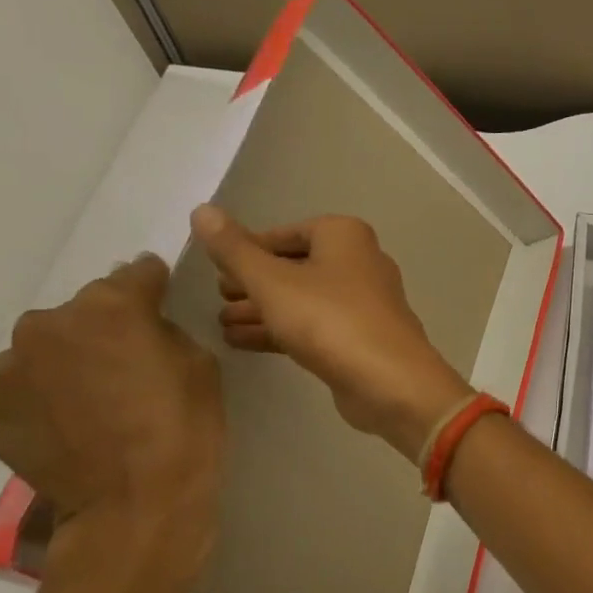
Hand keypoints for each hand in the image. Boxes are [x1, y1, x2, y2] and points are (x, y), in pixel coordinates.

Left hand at [0, 257, 224, 592]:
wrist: (136, 503)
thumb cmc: (185, 427)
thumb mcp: (199, 364)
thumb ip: (163, 330)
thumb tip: (139, 324)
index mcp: (109, 306)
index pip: (136, 272)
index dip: (153, 287)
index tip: (161, 301)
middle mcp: (46, 324)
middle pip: (82, 310)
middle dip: (104, 328)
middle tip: (127, 365)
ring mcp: (7, 368)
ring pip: (44, 349)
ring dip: (66, 362)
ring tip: (92, 402)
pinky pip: (18, 389)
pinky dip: (39, 399)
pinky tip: (66, 426)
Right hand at [192, 205, 472, 460]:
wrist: (390, 381)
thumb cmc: (329, 320)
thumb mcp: (271, 282)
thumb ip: (234, 250)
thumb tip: (202, 210)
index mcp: (345, 236)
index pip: (287, 233)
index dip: (250, 248)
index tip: (216, 266)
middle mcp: (361, 262)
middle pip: (296, 266)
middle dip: (255, 281)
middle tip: (217, 295)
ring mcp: (365, 303)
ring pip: (304, 299)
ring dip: (263, 309)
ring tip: (220, 322)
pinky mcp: (362, 338)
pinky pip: (315, 326)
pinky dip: (282, 330)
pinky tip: (242, 342)